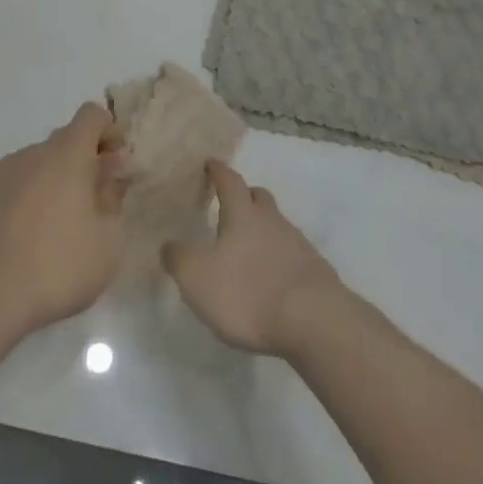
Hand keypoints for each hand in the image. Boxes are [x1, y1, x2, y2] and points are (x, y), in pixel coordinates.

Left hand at [0, 103, 127, 335]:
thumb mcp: (109, 237)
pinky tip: (39, 232)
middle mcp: (35, 152)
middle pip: (68, 138)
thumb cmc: (61, 263)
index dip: (110, 131)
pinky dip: (37, 192)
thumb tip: (112, 171)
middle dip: (88, 158)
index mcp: (67, 152)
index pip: (92, 114)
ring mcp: (7, 172)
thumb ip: (114, 195)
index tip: (117, 164)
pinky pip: (23, 180)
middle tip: (100, 198)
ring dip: (62, 177)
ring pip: (44, 161)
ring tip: (68, 222)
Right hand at [163, 161, 342, 357]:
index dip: (218, 171)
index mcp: (242, 214)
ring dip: (263, 230)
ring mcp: (297, 244)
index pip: (229, 181)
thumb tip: (168, 244)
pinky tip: (271, 279)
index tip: (211, 163)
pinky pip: (292, 254)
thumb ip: (178, 259)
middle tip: (232, 205)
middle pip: (259, 197)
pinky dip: (278, 259)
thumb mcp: (197, 278)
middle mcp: (272, 220)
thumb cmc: (248, 292)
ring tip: (248, 249)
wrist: (313, 320)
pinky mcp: (314, 272)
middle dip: (245, 196)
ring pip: (277, 225)